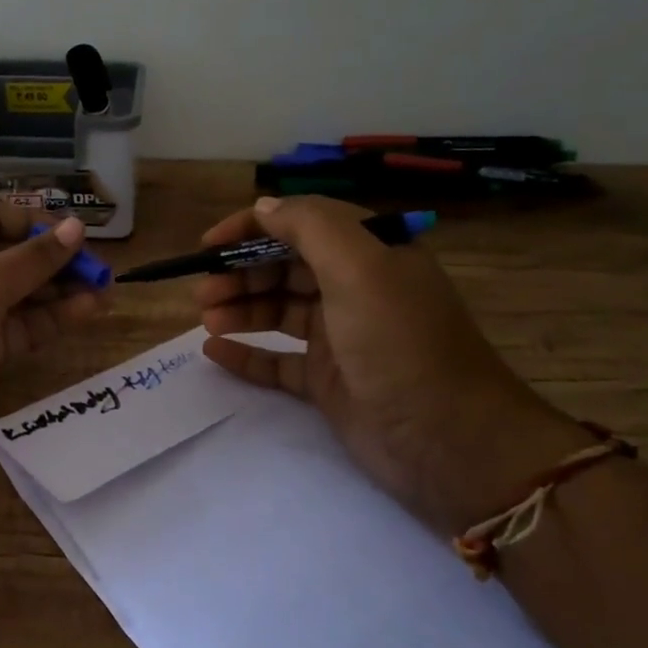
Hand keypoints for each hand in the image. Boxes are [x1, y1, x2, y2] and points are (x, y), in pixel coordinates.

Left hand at [0, 201, 109, 460]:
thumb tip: (78, 226)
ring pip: (24, 295)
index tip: (75, 234)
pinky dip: (53, 320)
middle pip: (16, 258)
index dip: (36, 222)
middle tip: (101, 269)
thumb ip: (36, 257)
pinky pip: (22, 328)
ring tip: (106, 291)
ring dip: (62, 292)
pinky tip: (88, 312)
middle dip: (57, 261)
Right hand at [196, 196, 591, 533]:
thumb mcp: (360, 267)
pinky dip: (247, 354)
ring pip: (278, 312)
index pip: (302, 223)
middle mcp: (354, 289)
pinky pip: (278, 361)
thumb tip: (265, 207)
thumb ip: (309, 226)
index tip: (209, 245)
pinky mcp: (328, 382)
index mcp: (369, 253)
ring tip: (206, 320)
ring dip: (239, 309)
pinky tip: (213, 353)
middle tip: (202, 291)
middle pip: (285, 268)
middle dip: (240, 273)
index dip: (253, 227)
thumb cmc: (400, 343)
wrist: (446, 440)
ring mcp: (340, 338)